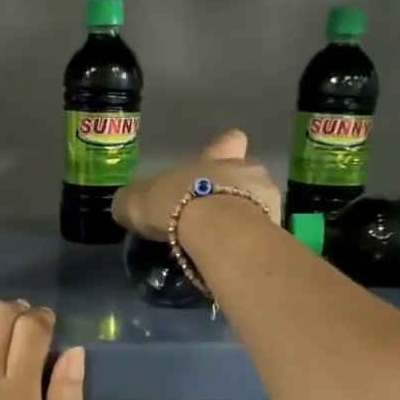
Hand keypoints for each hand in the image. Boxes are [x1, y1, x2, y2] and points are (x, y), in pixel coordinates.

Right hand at [111, 129, 280, 239]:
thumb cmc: (176, 205)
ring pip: (261, 203)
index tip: (219, 163)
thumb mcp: (138, 203)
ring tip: (230, 242)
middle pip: (247, 174)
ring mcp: (267, 197)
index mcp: (216, 158)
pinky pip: (266, 233)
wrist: (217, 230)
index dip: (225, 150)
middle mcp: (246, 170)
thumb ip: (133, 202)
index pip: (229, 142)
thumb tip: (123, 204)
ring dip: (249, 218)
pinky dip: (255, 244)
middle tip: (218, 216)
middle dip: (237, 191)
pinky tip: (240, 258)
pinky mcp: (276, 228)